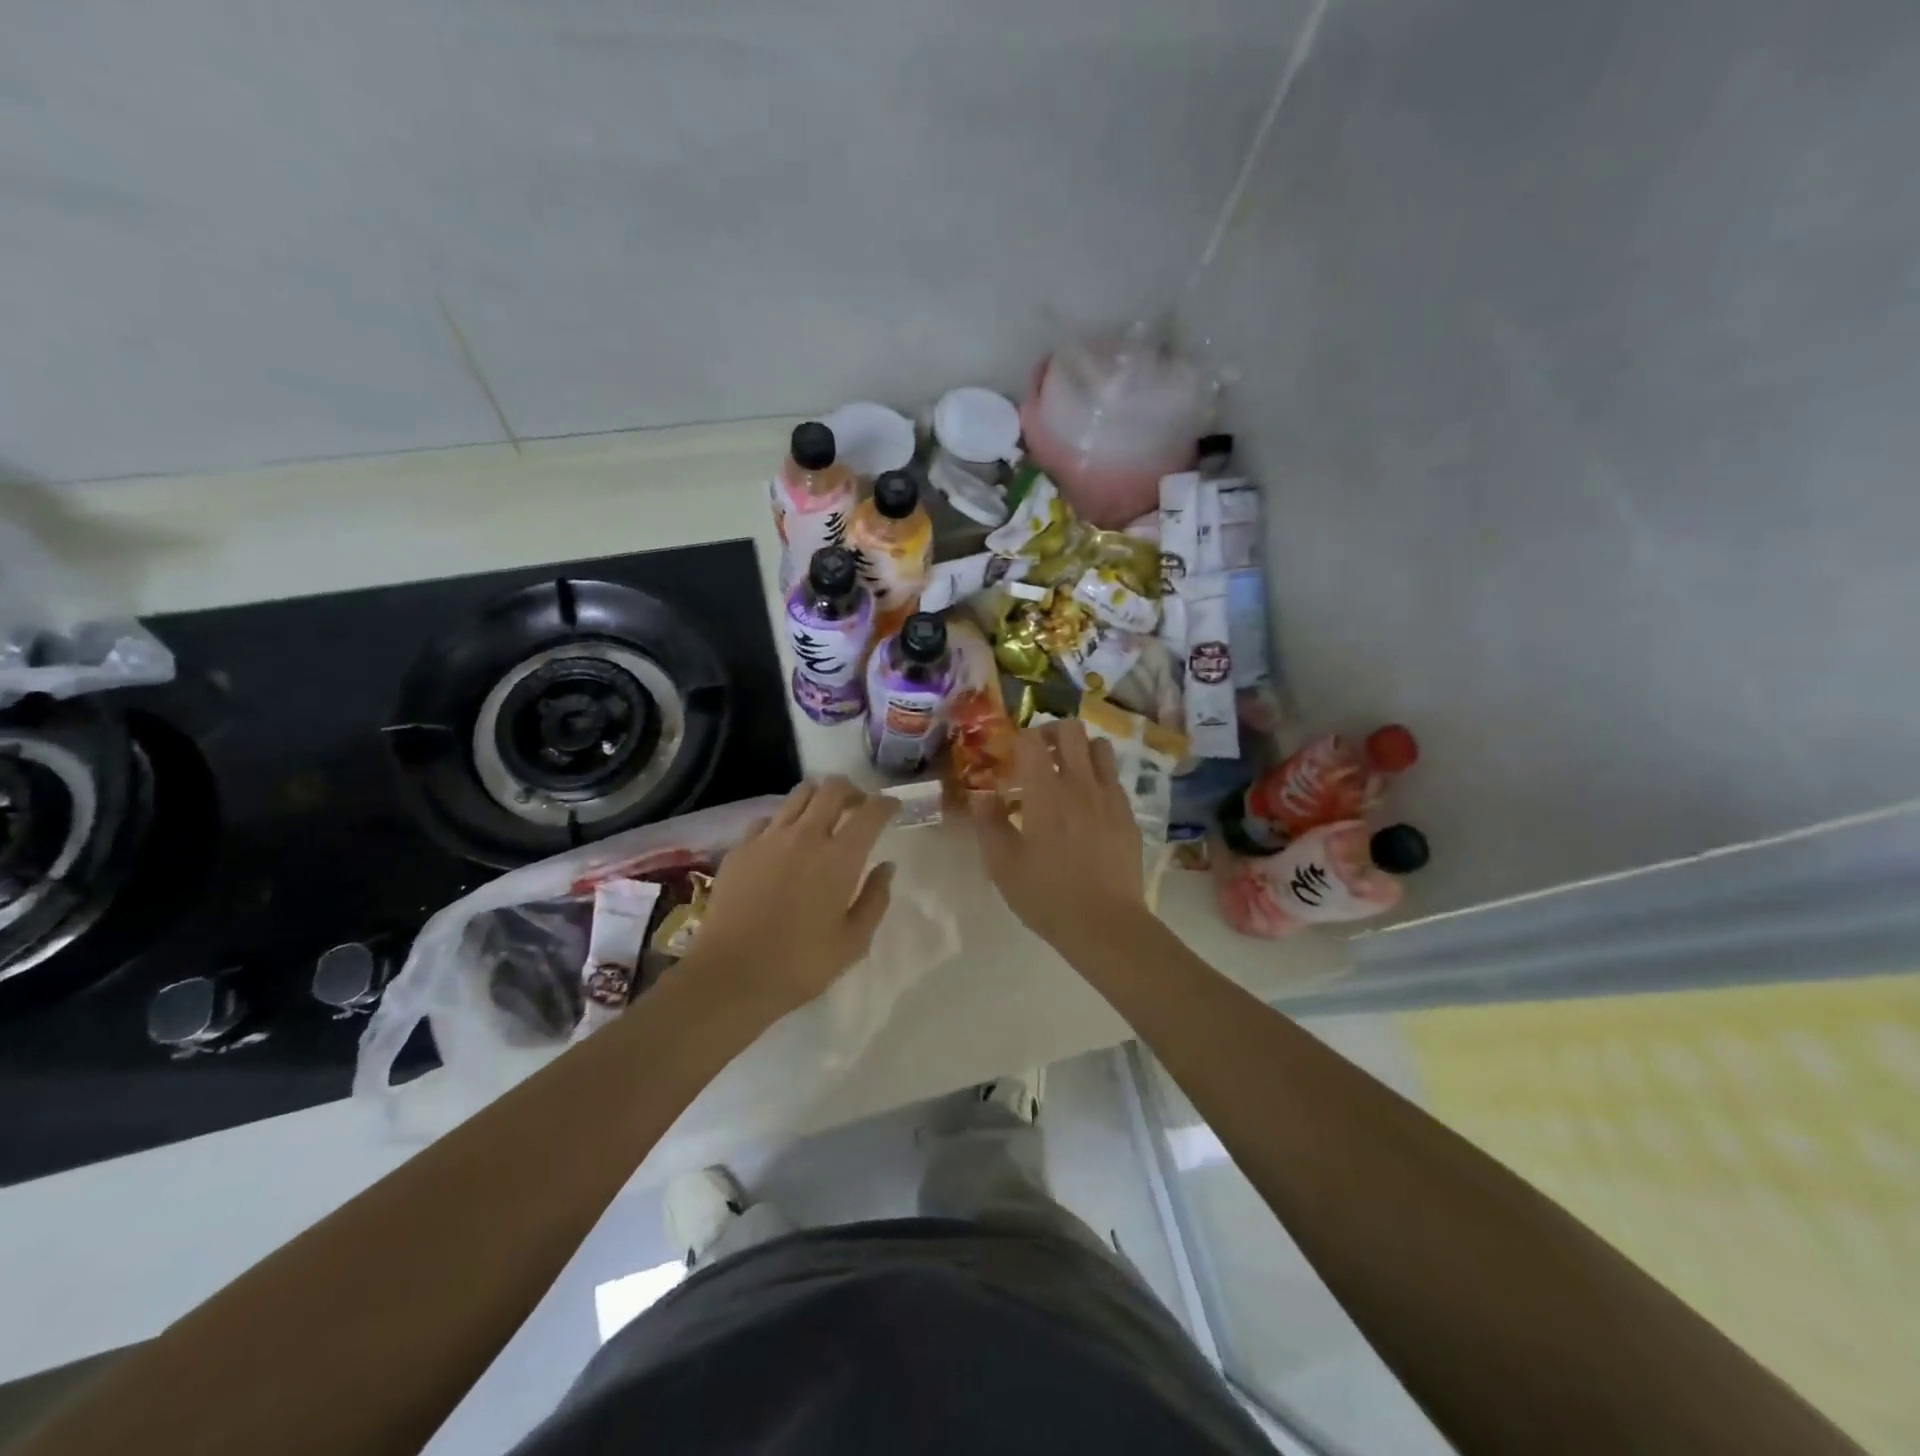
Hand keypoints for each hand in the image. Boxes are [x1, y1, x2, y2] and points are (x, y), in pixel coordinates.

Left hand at [687, 777, 897, 1017]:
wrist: (730, 976)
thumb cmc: (800, 964)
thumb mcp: (853, 942)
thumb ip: (875, 899)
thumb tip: (886, 867)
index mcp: (840, 858)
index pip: (870, 812)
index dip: (886, 804)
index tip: (893, 807)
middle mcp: (806, 836)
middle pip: (833, 789)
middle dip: (852, 791)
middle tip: (859, 806)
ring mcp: (769, 838)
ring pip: (799, 794)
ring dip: (818, 797)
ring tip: (823, 815)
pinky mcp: (740, 848)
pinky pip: (768, 818)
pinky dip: (784, 820)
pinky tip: (784, 840)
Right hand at [967, 721, 1146, 956]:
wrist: (1105, 924)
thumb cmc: (1047, 895)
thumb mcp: (1002, 864)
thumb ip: (989, 823)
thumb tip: (981, 795)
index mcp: (1045, 792)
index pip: (1032, 739)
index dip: (1018, 741)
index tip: (1011, 760)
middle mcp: (1080, 784)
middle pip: (1071, 729)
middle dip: (1051, 733)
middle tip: (1038, 757)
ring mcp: (1109, 797)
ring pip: (1100, 746)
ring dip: (1080, 750)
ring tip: (1066, 774)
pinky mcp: (1128, 814)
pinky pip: (1114, 778)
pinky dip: (1098, 777)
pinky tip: (1087, 806)